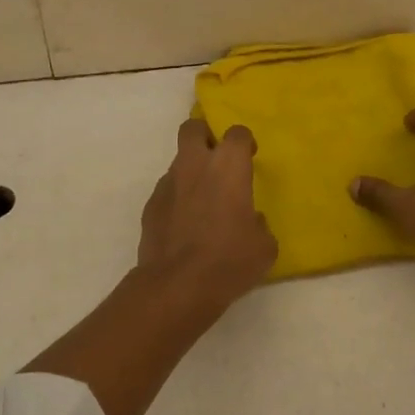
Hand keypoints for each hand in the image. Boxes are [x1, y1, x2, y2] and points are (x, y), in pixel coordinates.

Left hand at [137, 119, 276, 309]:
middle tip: (216, 160)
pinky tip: (184, 225)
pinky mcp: (150, 205)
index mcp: (228, 166)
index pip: (237, 133)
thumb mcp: (264, 246)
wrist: (177, 286)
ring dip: (190, 172)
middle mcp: (195, 165)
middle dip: (204, 136)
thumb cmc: (229, 260)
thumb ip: (258, 223)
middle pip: (193, 128)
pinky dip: (176, 199)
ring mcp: (168, 183)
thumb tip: (250, 220)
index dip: (244, 143)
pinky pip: (167, 191)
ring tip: (201, 202)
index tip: (249, 158)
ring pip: (178, 161)